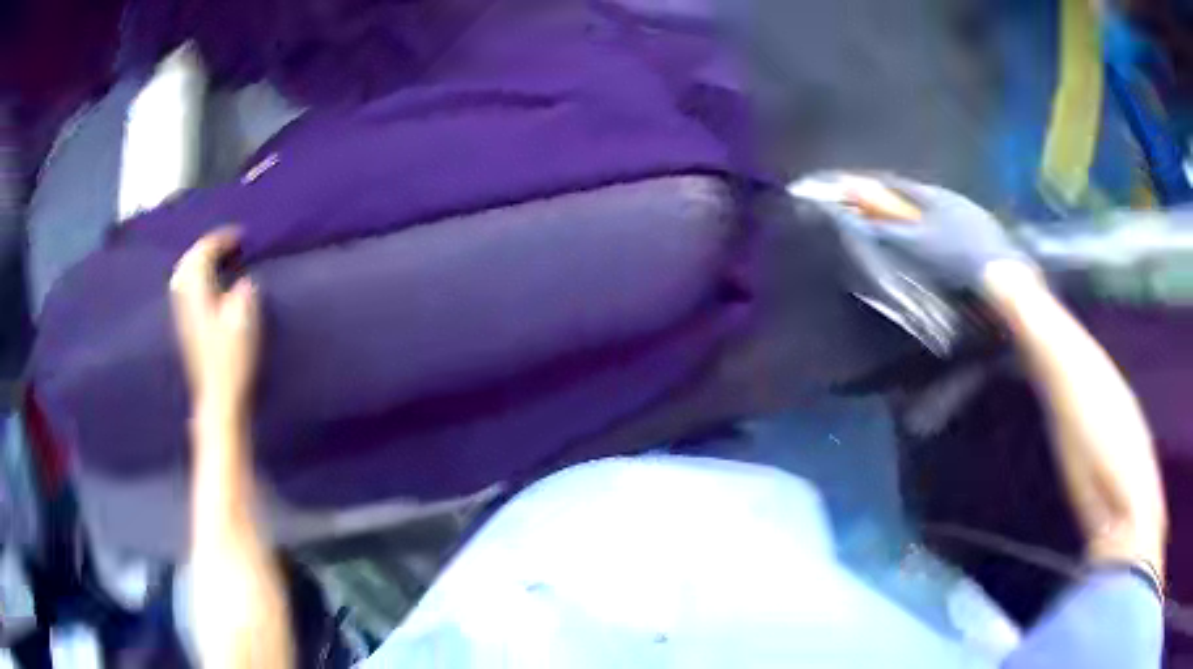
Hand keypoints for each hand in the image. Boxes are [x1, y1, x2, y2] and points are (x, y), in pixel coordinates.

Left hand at [169, 228, 260, 418]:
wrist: (218, 399)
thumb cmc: (232, 362)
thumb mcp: (244, 325)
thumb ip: (243, 297)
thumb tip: (244, 283)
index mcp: (199, 296)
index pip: (202, 256)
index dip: (220, 240)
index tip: (240, 236)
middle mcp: (186, 302)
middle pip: (188, 263)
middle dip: (206, 247)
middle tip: (227, 243)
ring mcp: (184, 316)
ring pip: (183, 276)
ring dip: (198, 262)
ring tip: (216, 259)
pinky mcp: (187, 328)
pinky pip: (185, 290)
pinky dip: (195, 279)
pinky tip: (207, 284)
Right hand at [808, 174, 1033, 289]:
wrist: (1004, 276)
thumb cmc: (957, 258)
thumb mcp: (917, 244)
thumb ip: (886, 225)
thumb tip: (856, 209)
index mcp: (932, 196)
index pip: (896, 185)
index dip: (874, 185)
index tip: (853, 186)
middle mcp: (951, 196)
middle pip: (917, 193)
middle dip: (896, 196)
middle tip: (880, 203)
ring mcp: (970, 211)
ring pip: (937, 205)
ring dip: (919, 208)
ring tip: (909, 218)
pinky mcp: (984, 227)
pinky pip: (953, 217)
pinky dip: (939, 221)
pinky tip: (942, 235)